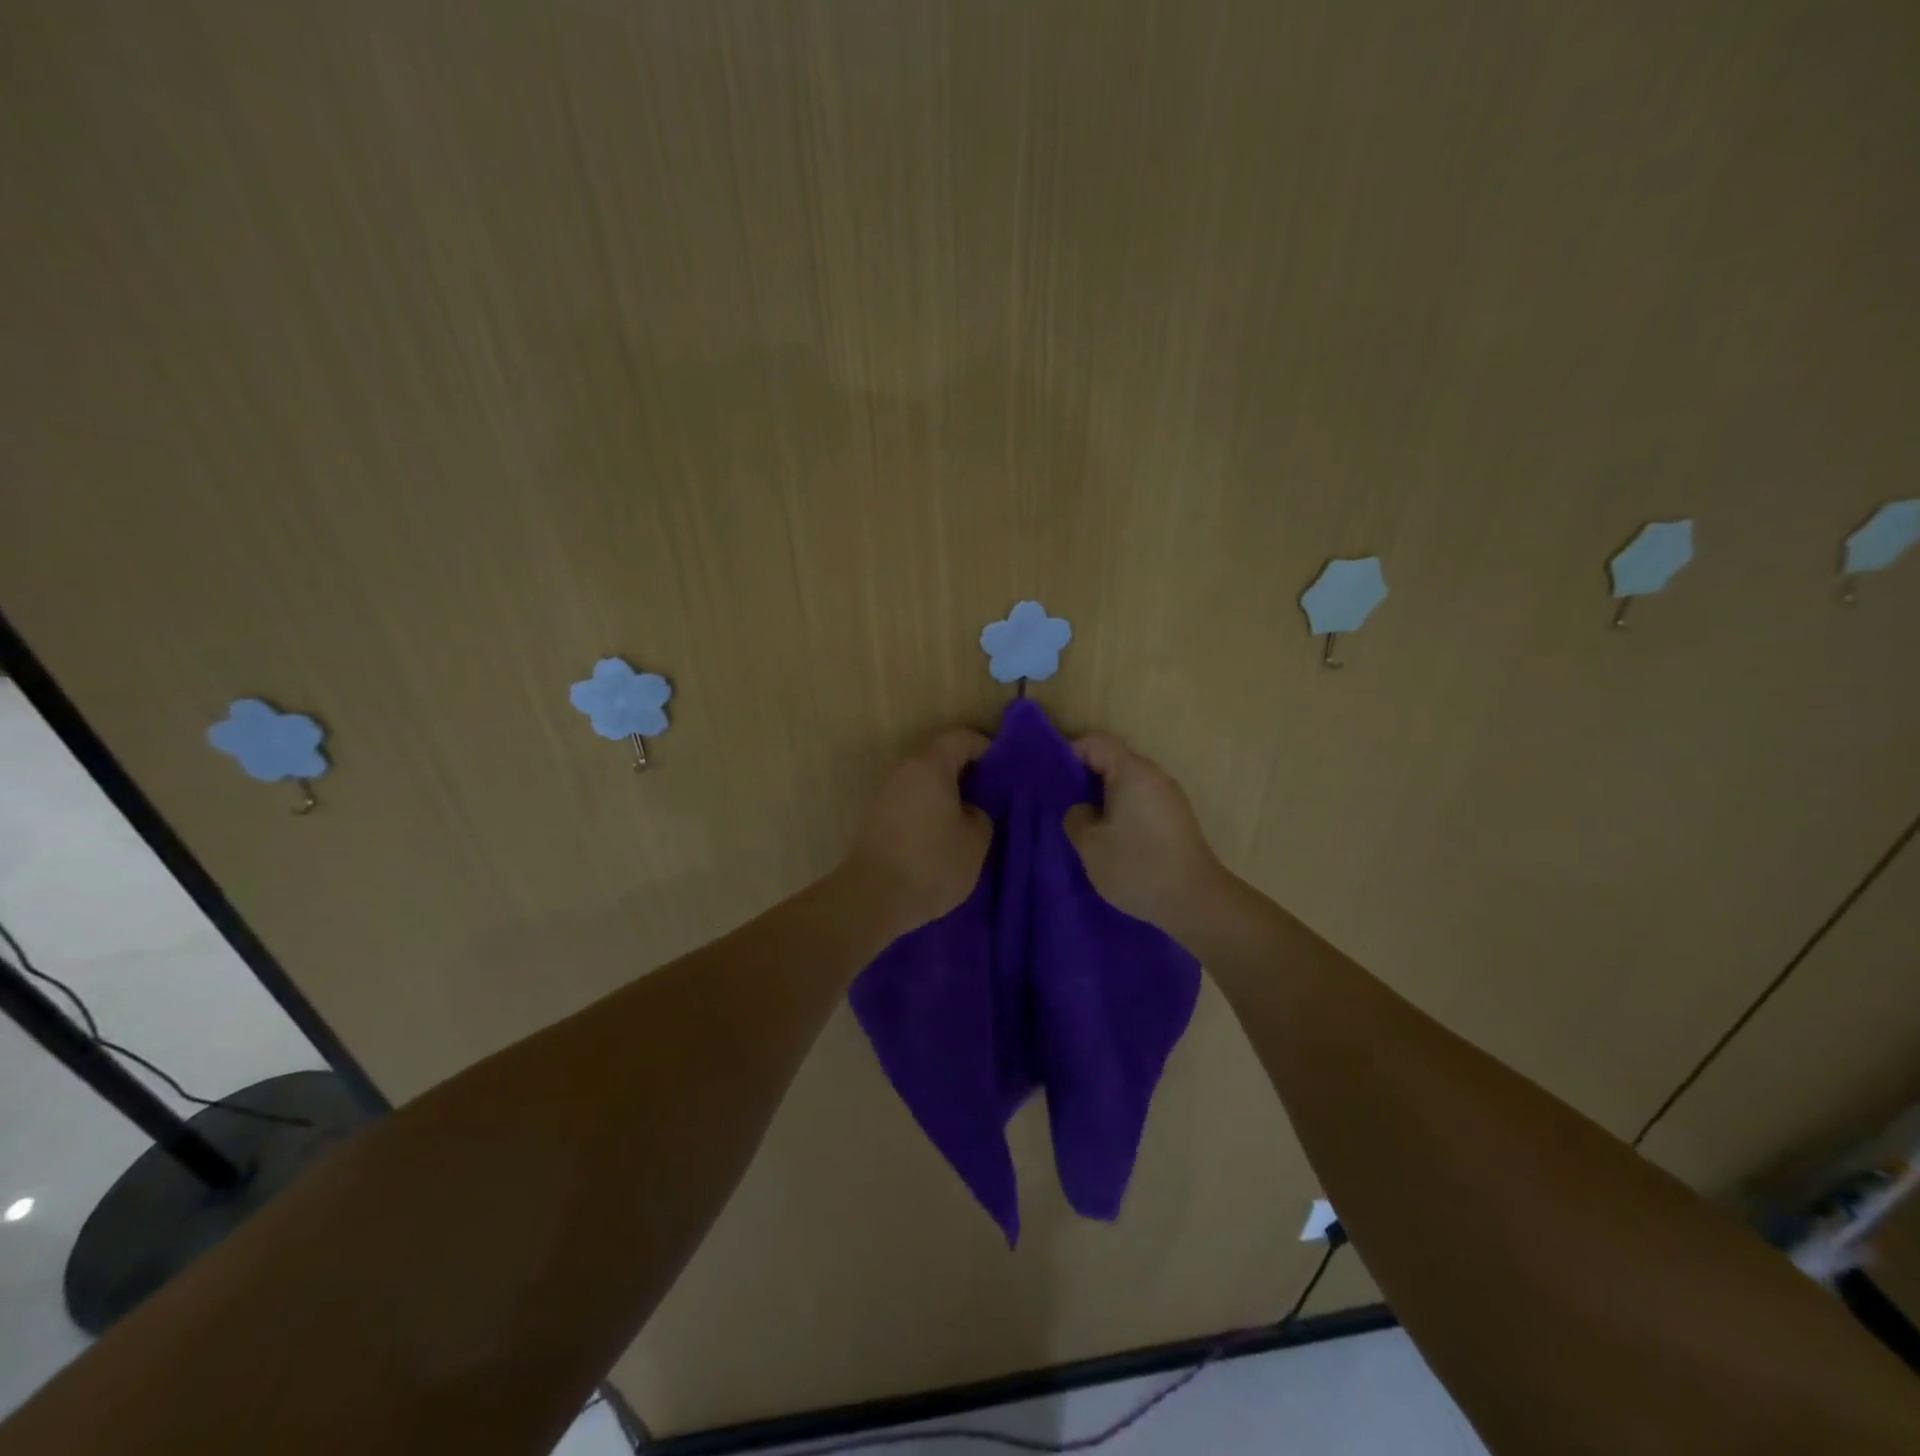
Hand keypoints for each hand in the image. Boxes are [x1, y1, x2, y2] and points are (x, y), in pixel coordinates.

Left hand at [844, 729, 993, 936]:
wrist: (873, 898)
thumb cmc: (932, 862)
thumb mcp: (976, 839)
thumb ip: (982, 813)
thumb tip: (970, 809)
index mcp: (930, 764)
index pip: (963, 738)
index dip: (988, 750)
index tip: (1006, 774)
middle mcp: (904, 770)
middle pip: (941, 757)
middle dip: (969, 773)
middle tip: (993, 796)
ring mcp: (886, 793)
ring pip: (925, 781)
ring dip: (948, 794)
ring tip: (972, 819)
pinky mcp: (877, 818)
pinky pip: (912, 801)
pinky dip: (931, 810)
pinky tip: (946, 835)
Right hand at [1065, 733, 1229, 936]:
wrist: (1195, 901)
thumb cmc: (1137, 866)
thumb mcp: (1089, 843)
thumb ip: (1075, 816)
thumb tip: (1082, 809)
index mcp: (1131, 771)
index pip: (1095, 743)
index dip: (1067, 753)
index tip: (1048, 778)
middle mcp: (1153, 776)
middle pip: (1112, 761)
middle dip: (1083, 778)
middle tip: (1059, 802)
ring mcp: (1168, 797)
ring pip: (1126, 784)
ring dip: (1101, 798)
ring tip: (1081, 823)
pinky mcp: (1175, 819)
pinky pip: (1139, 802)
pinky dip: (1120, 811)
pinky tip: (1108, 838)